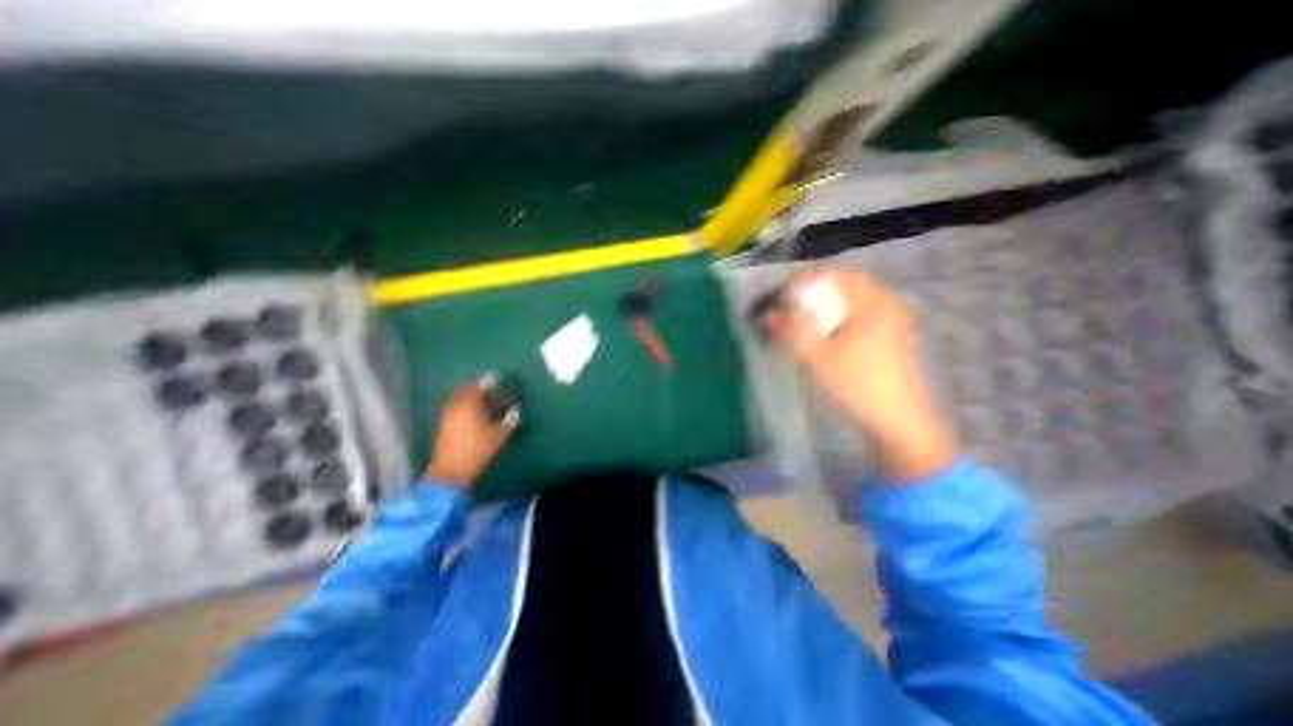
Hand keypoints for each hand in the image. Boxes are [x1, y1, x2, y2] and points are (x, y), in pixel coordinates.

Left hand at [425, 386, 515, 486]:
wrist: (450, 472)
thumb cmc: (478, 450)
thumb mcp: (500, 436)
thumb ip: (509, 420)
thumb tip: (516, 410)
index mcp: (470, 405)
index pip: (479, 387)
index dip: (488, 382)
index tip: (496, 379)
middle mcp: (456, 407)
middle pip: (465, 391)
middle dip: (477, 388)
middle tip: (489, 389)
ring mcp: (447, 417)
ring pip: (458, 400)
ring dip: (468, 398)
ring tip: (481, 401)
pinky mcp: (443, 427)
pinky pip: (454, 409)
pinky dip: (463, 407)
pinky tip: (471, 414)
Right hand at [767, 268, 959, 479]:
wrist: (898, 423)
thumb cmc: (858, 385)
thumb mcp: (818, 357)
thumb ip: (791, 331)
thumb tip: (770, 315)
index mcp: (871, 302)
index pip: (833, 274)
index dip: (802, 281)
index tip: (780, 296)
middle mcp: (885, 304)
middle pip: (844, 283)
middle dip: (813, 291)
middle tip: (789, 305)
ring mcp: (892, 321)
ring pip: (852, 299)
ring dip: (825, 303)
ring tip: (802, 318)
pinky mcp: (891, 337)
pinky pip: (860, 314)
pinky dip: (839, 316)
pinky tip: (826, 332)